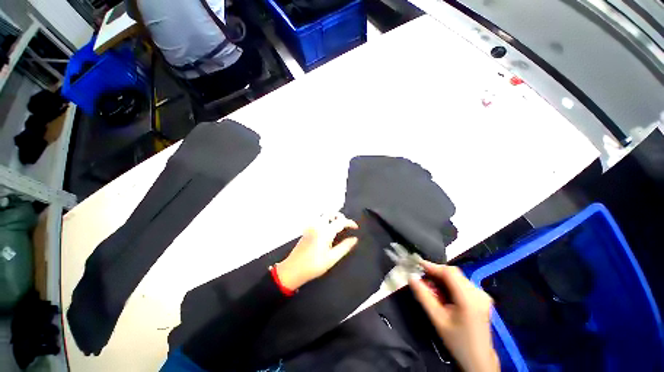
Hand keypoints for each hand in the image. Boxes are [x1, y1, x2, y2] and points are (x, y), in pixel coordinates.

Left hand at [276, 213, 358, 290]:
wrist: (292, 269)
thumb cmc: (313, 265)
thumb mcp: (332, 258)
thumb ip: (344, 247)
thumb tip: (354, 239)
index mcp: (325, 231)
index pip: (340, 221)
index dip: (350, 222)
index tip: (356, 227)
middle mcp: (317, 225)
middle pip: (330, 212)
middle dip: (340, 216)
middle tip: (346, 225)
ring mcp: (311, 226)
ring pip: (323, 215)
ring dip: (332, 217)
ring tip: (338, 226)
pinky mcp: (307, 229)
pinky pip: (318, 219)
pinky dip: (325, 220)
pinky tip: (328, 230)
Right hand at [409, 261, 498, 371]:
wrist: (478, 360)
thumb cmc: (457, 341)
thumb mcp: (437, 319)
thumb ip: (423, 296)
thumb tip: (411, 277)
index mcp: (469, 298)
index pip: (449, 273)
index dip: (432, 266)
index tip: (417, 264)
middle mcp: (478, 293)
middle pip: (454, 273)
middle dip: (436, 273)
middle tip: (422, 278)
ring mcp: (482, 295)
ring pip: (457, 277)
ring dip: (442, 278)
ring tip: (430, 286)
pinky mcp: (482, 298)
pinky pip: (462, 283)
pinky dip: (450, 284)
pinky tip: (443, 292)